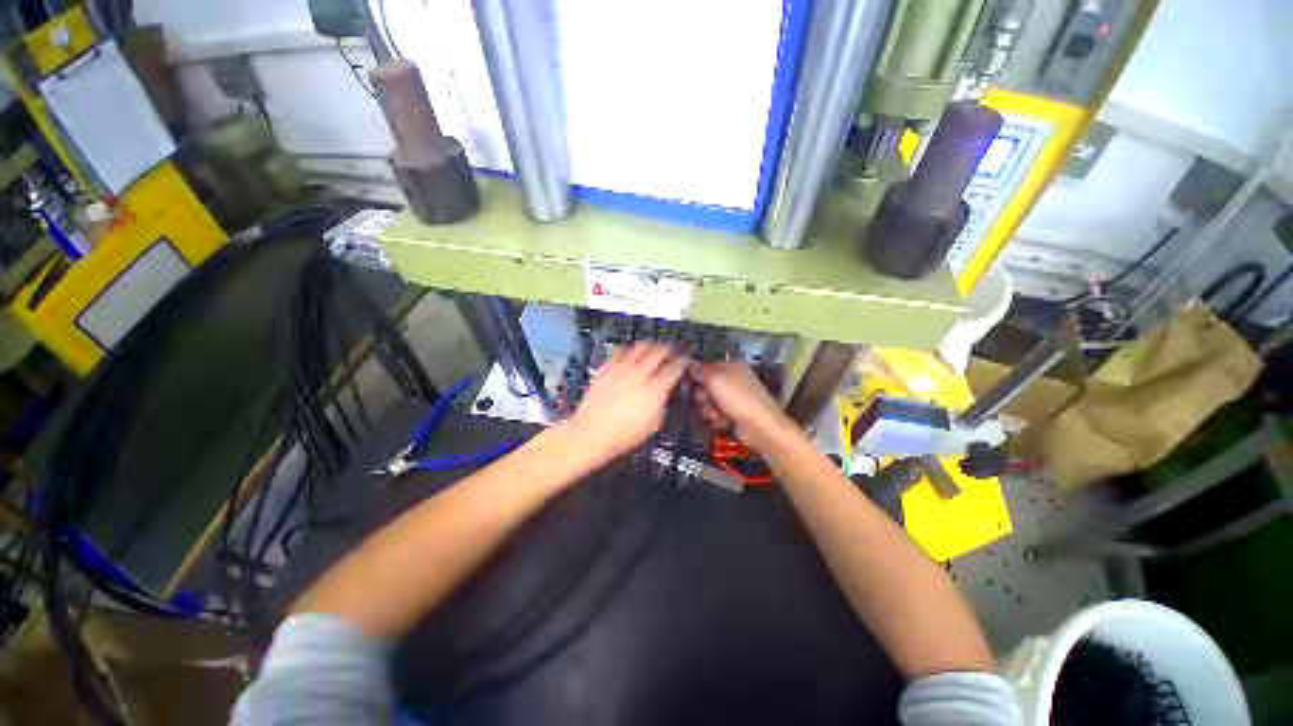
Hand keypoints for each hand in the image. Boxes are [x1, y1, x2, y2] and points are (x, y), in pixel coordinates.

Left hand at [566, 342, 689, 463]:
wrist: (590, 433)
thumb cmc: (624, 435)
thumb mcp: (653, 424)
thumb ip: (662, 402)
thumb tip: (666, 390)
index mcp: (654, 390)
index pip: (674, 367)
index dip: (683, 361)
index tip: (686, 360)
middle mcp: (638, 374)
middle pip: (659, 350)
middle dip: (669, 348)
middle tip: (672, 351)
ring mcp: (620, 368)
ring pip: (640, 345)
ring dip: (651, 345)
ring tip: (654, 348)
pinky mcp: (606, 367)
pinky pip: (621, 350)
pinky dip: (630, 349)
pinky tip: (631, 354)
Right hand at [692, 362, 796, 451]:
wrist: (759, 426)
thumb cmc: (737, 397)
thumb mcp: (716, 379)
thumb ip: (701, 370)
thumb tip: (690, 365)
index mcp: (731, 365)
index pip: (706, 365)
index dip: (695, 374)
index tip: (686, 382)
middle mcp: (732, 379)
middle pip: (705, 385)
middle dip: (703, 395)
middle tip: (706, 399)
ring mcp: (733, 397)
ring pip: (708, 401)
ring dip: (709, 409)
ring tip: (718, 414)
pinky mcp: (733, 413)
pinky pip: (716, 413)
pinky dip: (718, 418)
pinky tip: (725, 422)